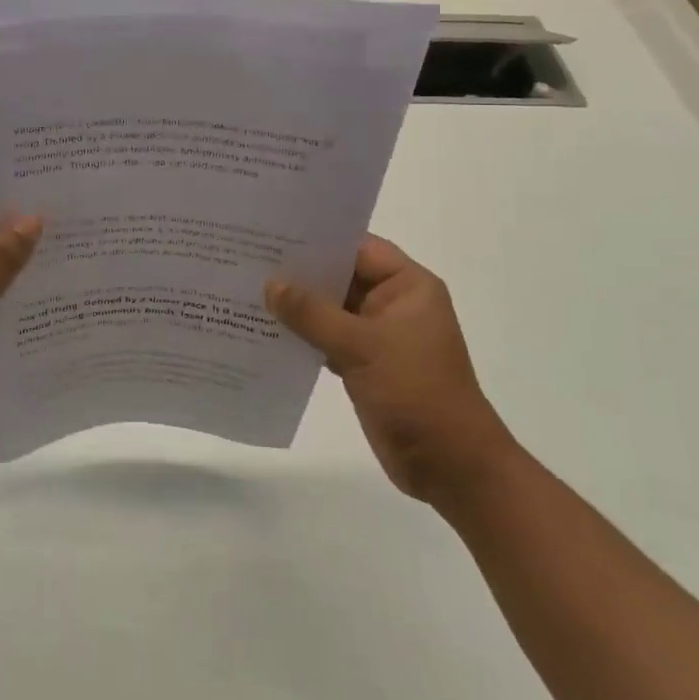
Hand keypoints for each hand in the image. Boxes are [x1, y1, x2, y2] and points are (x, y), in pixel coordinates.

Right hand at [266, 236, 514, 501]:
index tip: (272, 232)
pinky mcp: (364, 365)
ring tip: (248, 289)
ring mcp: (378, 336)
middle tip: (248, 258)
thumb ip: (312, 313)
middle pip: (340, 276)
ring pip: (330, 310)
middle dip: (300, 272)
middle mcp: (393, 304)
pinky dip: (302, 335)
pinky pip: (326, 338)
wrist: (450, 467)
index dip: (318, 239)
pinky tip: (265, 330)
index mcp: (408, 287)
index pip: (358, 248)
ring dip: (297, 306)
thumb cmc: (416, 393)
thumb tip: (270, 284)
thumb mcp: (362, 346)